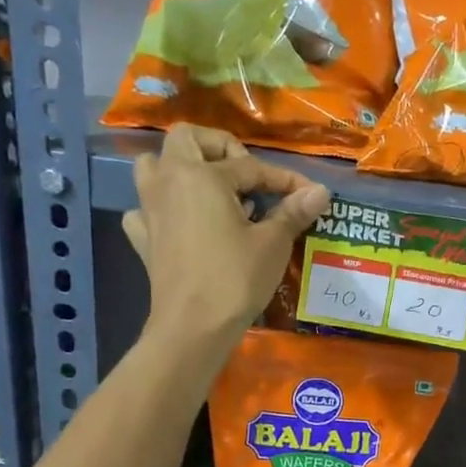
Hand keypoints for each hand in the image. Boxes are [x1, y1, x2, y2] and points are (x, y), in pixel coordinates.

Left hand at [123, 126, 329, 356]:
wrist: (192, 327)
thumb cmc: (235, 279)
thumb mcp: (273, 243)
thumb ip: (293, 211)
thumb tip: (321, 191)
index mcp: (201, 175)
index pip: (250, 166)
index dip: (284, 179)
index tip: (310, 194)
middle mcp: (168, 181)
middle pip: (187, 139)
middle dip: (220, 149)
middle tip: (246, 176)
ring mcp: (149, 209)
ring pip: (154, 167)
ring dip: (182, 170)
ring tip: (212, 192)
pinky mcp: (143, 238)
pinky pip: (146, 209)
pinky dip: (164, 209)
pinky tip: (185, 225)